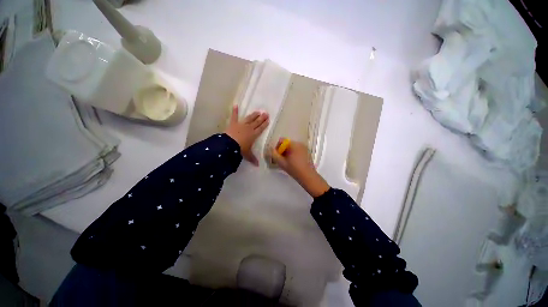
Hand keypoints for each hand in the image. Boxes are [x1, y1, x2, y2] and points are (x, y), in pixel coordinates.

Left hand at [224, 105, 268, 165]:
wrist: (229, 145)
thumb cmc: (240, 149)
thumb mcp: (247, 154)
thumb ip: (252, 159)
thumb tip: (257, 165)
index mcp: (253, 135)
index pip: (261, 128)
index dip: (264, 124)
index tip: (268, 120)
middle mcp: (249, 128)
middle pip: (257, 122)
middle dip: (262, 118)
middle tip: (266, 113)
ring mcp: (241, 125)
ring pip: (249, 118)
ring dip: (254, 115)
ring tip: (258, 111)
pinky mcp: (233, 123)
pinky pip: (234, 116)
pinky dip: (234, 111)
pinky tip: (235, 105)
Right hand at [270, 139, 329, 196]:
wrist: (308, 176)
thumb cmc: (294, 169)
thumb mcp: (282, 162)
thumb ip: (274, 155)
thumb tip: (270, 150)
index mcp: (293, 144)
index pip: (282, 140)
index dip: (277, 147)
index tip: (276, 155)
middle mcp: (300, 143)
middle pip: (287, 144)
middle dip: (282, 150)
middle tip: (279, 159)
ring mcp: (304, 147)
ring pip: (292, 147)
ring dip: (287, 152)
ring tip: (286, 161)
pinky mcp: (307, 152)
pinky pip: (297, 150)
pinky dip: (293, 153)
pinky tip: (293, 162)